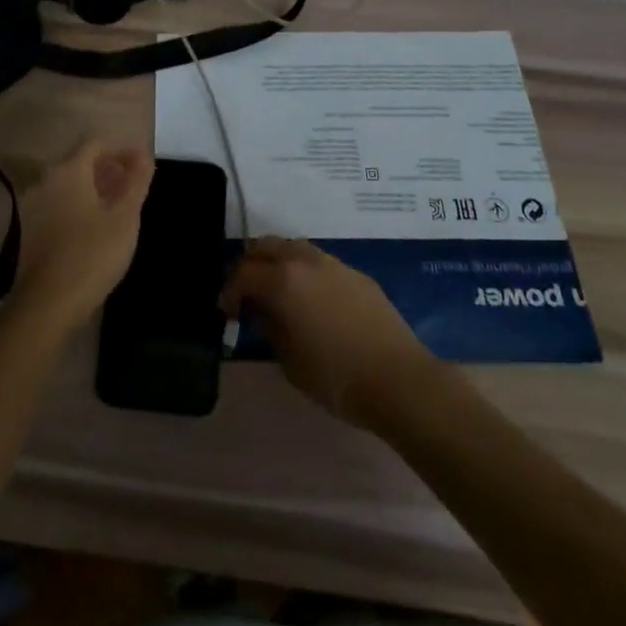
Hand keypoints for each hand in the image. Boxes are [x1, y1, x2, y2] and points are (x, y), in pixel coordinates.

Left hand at [6, 141, 154, 337]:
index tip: (141, 166)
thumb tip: (144, 155)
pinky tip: (95, 228)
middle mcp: (47, 180)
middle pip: (80, 162)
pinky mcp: (31, 229)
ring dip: (94, 189)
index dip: (121, 151)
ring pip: (69, 185)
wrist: (48, 304)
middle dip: (108, 170)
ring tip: (118, 208)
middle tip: (132, 187)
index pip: (96, 144)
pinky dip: (78, 206)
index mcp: (69, 171)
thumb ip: (136, 183)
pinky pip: (59, 204)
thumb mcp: (125, 218)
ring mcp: (35, 205)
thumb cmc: (92, 254)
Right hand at [220, 237, 436, 428]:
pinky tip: (310, 299)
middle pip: (265, 246)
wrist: (400, 380)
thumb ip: (269, 328)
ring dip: (277, 262)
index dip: (228, 291)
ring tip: (276, 291)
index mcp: (282, 280)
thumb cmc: (337, 377)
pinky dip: (303, 270)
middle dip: (250, 265)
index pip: (242, 273)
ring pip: (293, 247)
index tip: (225, 311)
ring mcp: (333, 263)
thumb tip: (261, 312)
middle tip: (246, 293)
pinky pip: (318, 261)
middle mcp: (304, 261)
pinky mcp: (355, 273)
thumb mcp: (290, 362)